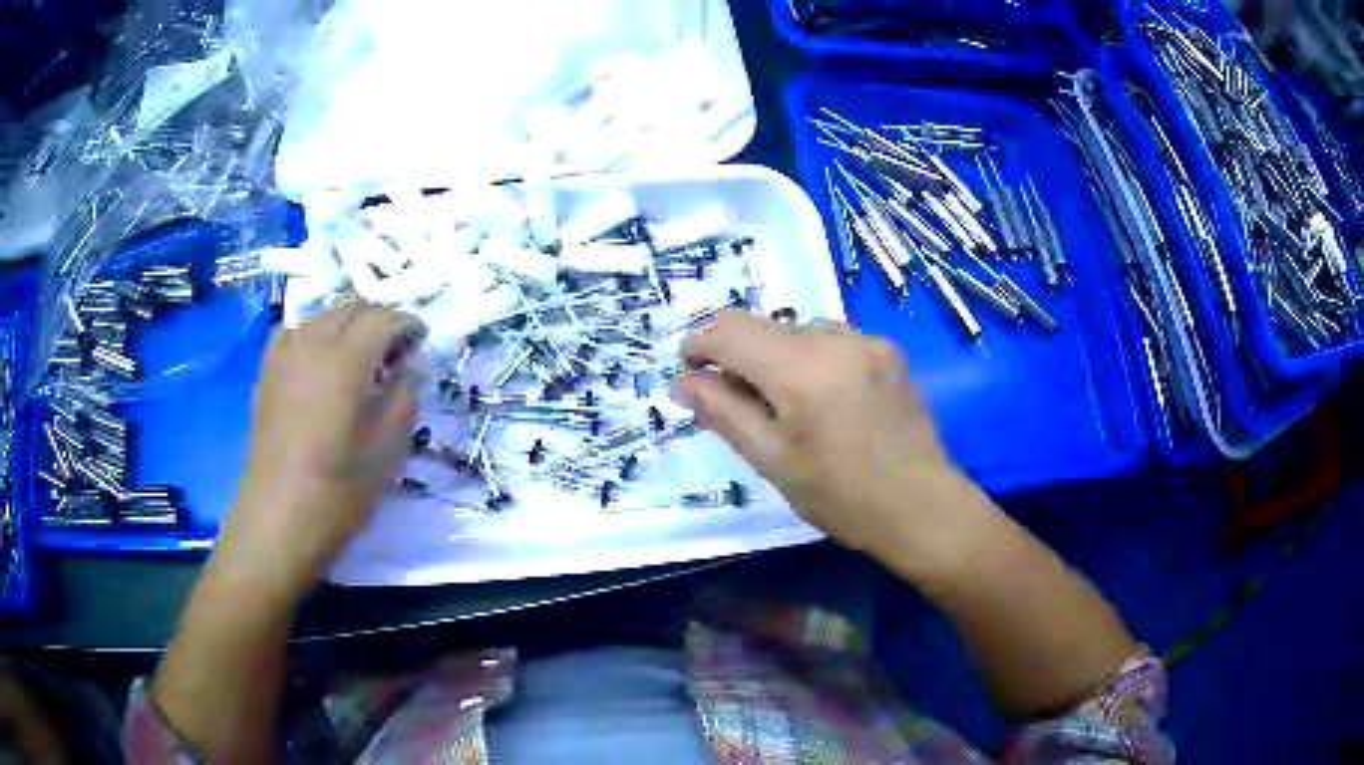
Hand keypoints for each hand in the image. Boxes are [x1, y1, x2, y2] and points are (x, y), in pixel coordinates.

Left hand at [212, 304, 424, 601]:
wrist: (277, 520)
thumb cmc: (337, 494)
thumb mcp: (387, 454)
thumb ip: (403, 401)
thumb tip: (408, 370)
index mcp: (345, 363)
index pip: (381, 319)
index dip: (406, 323)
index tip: (421, 340)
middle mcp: (312, 346)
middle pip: (350, 309)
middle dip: (378, 320)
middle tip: (395, 350)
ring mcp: (283, 357)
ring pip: (320, 316)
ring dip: (346, 324)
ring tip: (359, 354)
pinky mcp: (266, 374)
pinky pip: (292, 333)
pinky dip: (312, 333)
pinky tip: (317, 359)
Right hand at [679, 311, 996, 573]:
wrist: (922, 508)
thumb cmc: (841, 497)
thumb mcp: (772, 461)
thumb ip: (722, 412)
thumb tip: (683, 381)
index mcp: (801, 367)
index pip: (729, 331)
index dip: (698, 347)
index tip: (688, 374)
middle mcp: (835, 337)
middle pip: (763, 327)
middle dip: (736, 358)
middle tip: (732, 404)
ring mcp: (867, 340)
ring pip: (797, 332)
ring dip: (775, 359)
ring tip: (784, 408)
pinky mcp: (888, 350)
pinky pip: (831, 341)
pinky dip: (810, 361)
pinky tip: (822, 401)